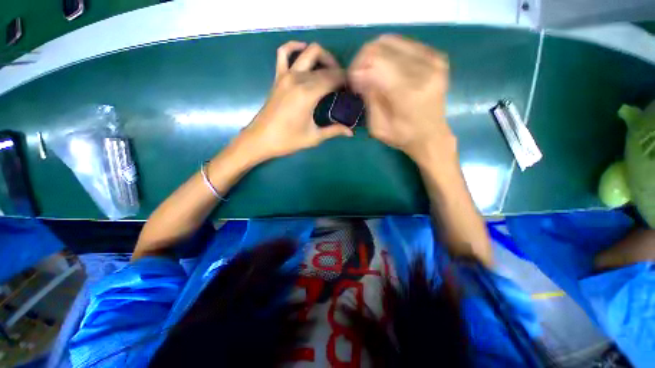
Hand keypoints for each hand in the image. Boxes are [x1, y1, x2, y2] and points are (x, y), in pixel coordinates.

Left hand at [236, 41, 352, 163]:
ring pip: (309, 52)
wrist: (261, 139)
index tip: (353, 89)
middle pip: (325, 66)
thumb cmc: (288, 140)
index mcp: (308, 94)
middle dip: (338, 72)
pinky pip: (284, 52)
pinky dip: (295, 47)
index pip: (334, 78)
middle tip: (344, 86)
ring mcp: (286, 74)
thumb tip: (351, 132)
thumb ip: (334, 131)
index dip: (346, 81)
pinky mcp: (278, 76)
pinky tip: (303, 52)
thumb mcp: (314, 137)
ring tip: (330, 71)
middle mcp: (298, 78)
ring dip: (323, 57)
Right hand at [348, 35, 454, 165]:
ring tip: (371, 73)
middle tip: (360, 78)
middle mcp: (424, 69)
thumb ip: (369, 98)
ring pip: (391, 41)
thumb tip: (359, 74)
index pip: (375, 60)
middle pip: (382, 46)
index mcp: (408, 92)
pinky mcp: (437, 57)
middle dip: (363, 60)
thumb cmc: (403, 136)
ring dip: (375, 55)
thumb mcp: (378, 127)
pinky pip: (404, 44)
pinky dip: (390, 54)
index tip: (353, 84)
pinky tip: (387, 70)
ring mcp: (433, 60)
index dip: (357, 67)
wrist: (431, 136)